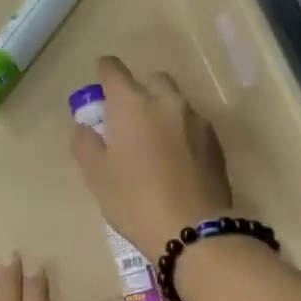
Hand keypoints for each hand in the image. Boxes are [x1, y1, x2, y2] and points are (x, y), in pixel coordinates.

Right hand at [69, 56, 233, 261]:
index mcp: (132, 104)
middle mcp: (167, 102)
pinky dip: (182, 134)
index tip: (101, 84)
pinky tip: (177, 162)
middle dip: (140, 91)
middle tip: (130, 120)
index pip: (114, 71)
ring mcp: (196, 121)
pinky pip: (194, 127)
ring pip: (176, 104)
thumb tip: (84, 127)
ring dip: (164, 113)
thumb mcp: (97, 176)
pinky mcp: (216, 143)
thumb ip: (86, 144)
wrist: (191, 229)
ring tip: (155, 144)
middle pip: (153, 80)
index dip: (105, 73)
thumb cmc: (134, 200)